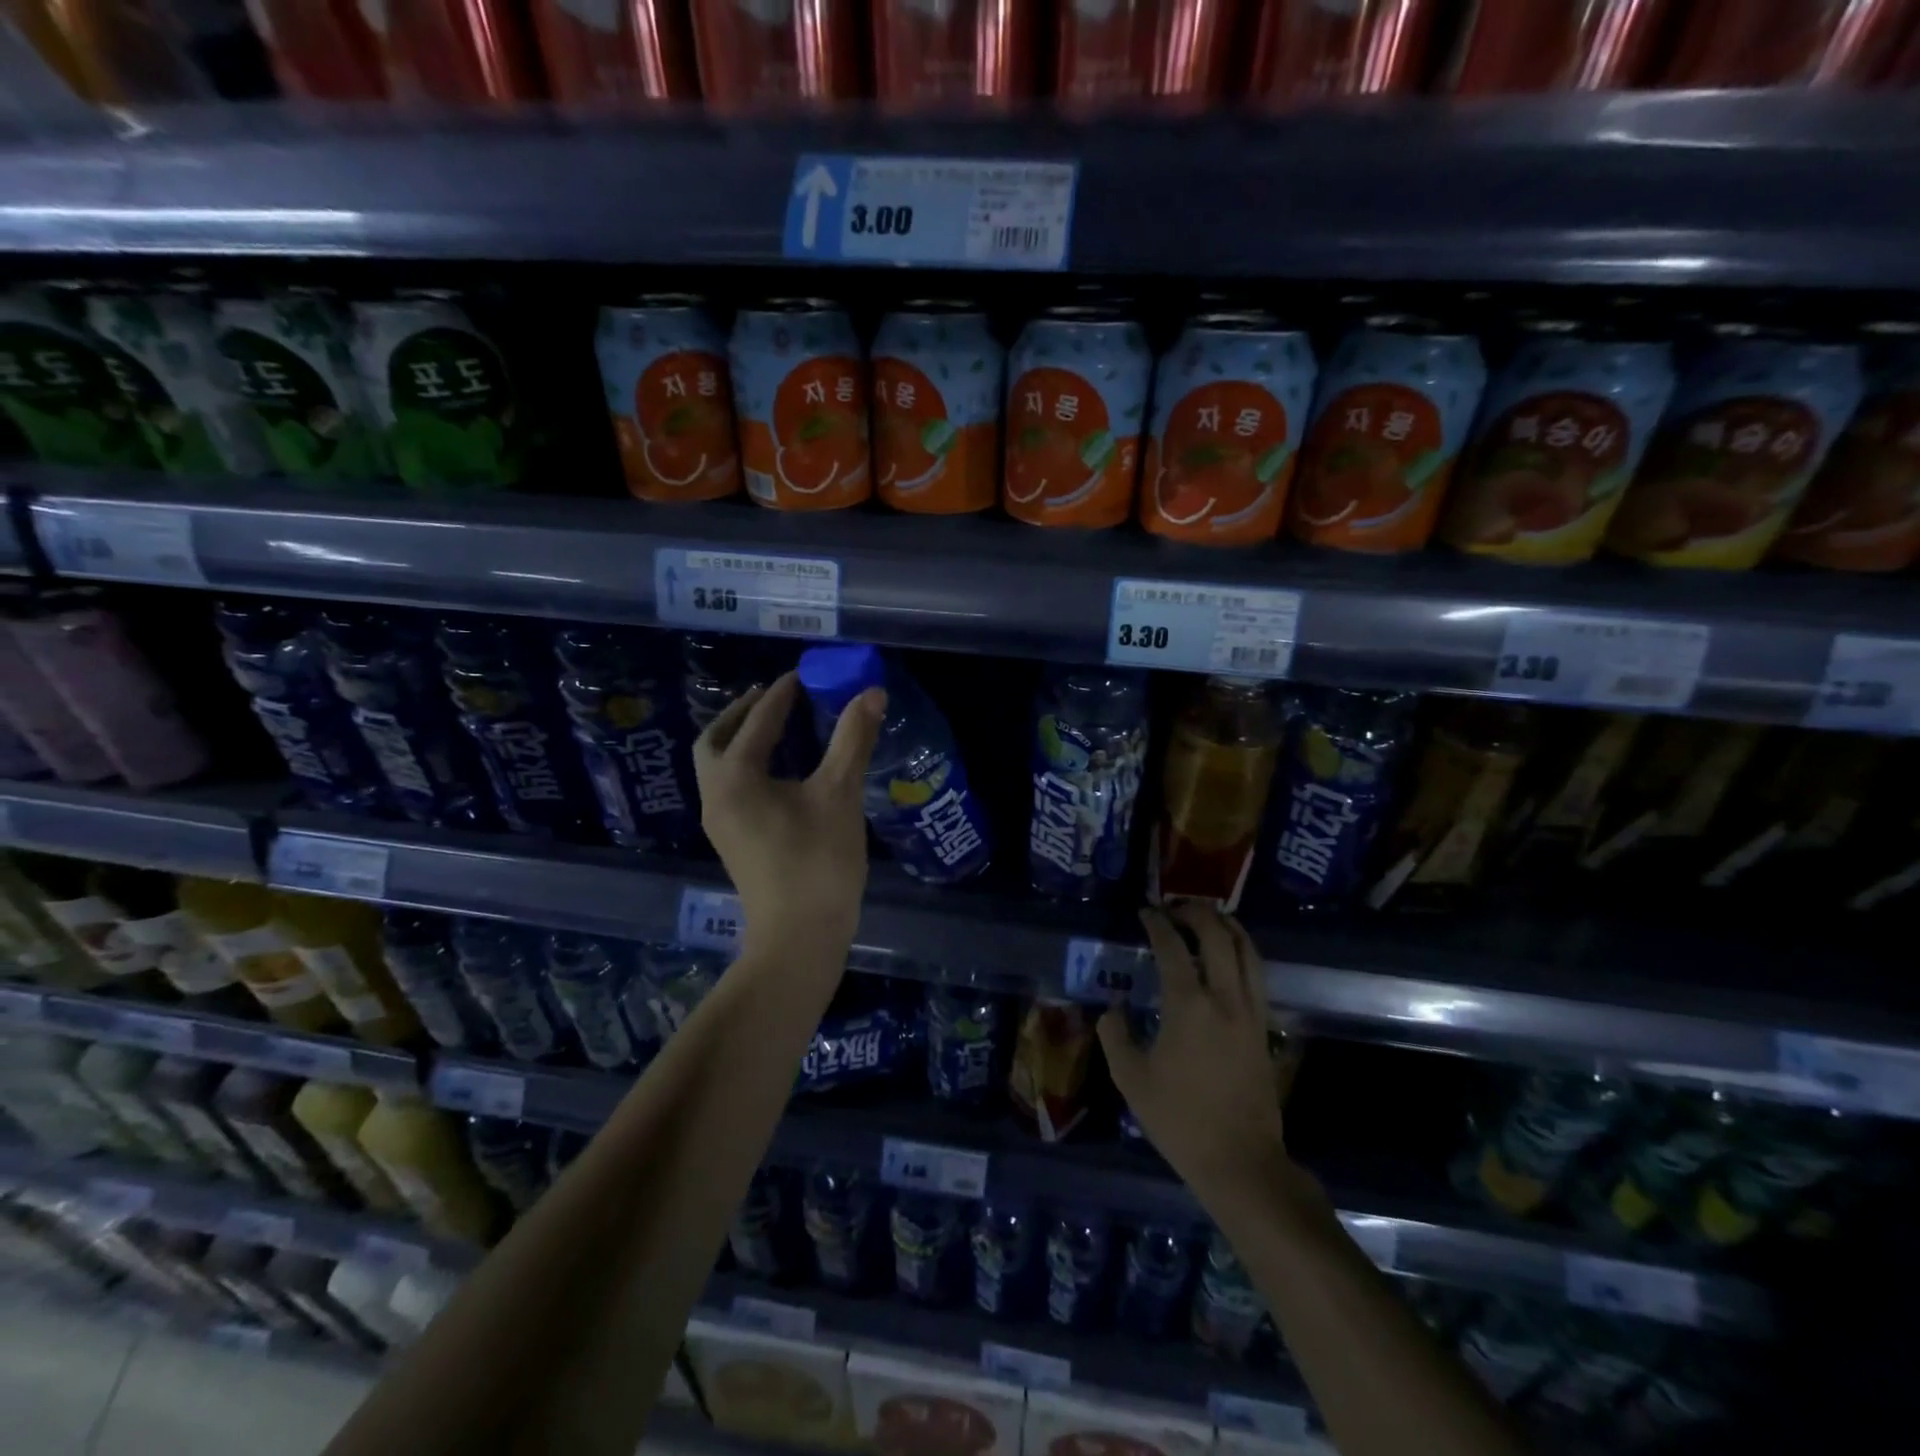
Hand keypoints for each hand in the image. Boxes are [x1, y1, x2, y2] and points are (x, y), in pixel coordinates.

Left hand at [694, 672, 883, 958]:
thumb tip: (871, 693)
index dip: (782, 695)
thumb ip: (853, 740)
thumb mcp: (840, 794)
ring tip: (778, 728)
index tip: (801, 675)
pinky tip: (781, 771)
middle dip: (742, 715)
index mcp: (735, 778)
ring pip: (719, 767)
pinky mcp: (733, 842)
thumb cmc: (818, 861)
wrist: (800, 937)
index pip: (757, 722)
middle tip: (774, 698)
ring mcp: (720, 823)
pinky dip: (748, 767)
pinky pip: (731, 788)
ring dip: (741, 741)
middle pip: (715, 741)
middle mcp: (716, 796)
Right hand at [1099, 903, 1300, 1196]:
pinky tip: (1228, 955)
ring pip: (1246, 950)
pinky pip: (1256, 973)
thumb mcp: (1130, 1079)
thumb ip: (1115, 1035)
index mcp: (1188, 1005)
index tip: (1145, 913)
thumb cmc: (1179, 1119)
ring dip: (1226, 925)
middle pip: (1217, 935)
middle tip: (1175, 909)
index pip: (1172, 946)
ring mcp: (1250, 1011)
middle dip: (1195, 913)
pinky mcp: (1264, 1027)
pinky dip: (1242, 951)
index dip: (1157, 923)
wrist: (1240, 1160)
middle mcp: (1224, 997)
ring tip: (1207, 918)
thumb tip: (1113, 1008)